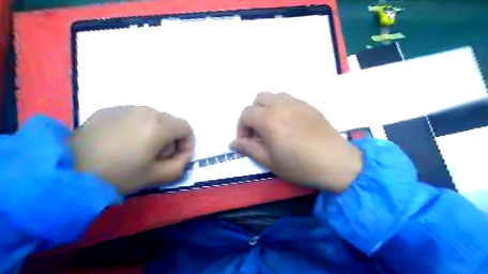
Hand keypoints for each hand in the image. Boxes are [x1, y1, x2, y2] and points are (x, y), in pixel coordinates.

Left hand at [72, 106, 194, 193]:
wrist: (69, 170)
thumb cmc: (119, 175)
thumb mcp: (157, 176)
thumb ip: (180, 165)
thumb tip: (183, 156)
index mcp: (159, 125)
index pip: (186, 127)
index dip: (188, 144)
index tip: (178, 158)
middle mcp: (145, 110)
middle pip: (170, 122)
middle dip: (171, 140)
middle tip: (158, 157)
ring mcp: (125, 108)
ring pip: (152, 118)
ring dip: (155, 133)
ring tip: (139, 150)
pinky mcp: (109, 110)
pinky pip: (133, 116)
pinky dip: (137, 128)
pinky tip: (122, 143)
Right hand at [231, 92, 361, 191]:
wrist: (335, 162)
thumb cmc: (300, 165)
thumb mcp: (270, 161)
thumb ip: (249, 149)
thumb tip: (233, 144)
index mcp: (269, 119)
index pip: (246, 114)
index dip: (241, 127)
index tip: (246, 141)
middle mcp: (282, 105)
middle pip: (259, 98)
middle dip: (253, 113)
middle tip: (258, 131)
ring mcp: (297, 103)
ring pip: (275, 95)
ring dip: (267, 107)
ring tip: (272, 125)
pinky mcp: (309, 106)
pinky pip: (289, 99)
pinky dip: (282, 106)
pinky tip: (288, 123)